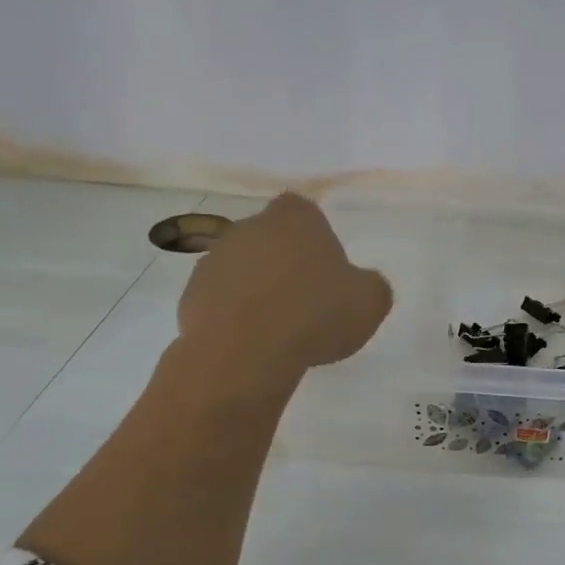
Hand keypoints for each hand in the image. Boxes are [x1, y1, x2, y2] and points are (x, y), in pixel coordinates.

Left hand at [176, 193, 392, 378]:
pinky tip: (253, 343)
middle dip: (286, 264)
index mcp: (295, 218)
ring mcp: (215, 258)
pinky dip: (235, 316)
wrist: (243, 352)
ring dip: (259, 290)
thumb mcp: (370, 302)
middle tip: (307, 304)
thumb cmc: (315, 315)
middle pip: (272, 239)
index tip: (328, 271)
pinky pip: (222, 300)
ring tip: (279, 330)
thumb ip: (372, 286)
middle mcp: (250, 226)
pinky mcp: (192, 293)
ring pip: (245, 269)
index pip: (305, 212)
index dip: (317, 239)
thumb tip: (362, 285)